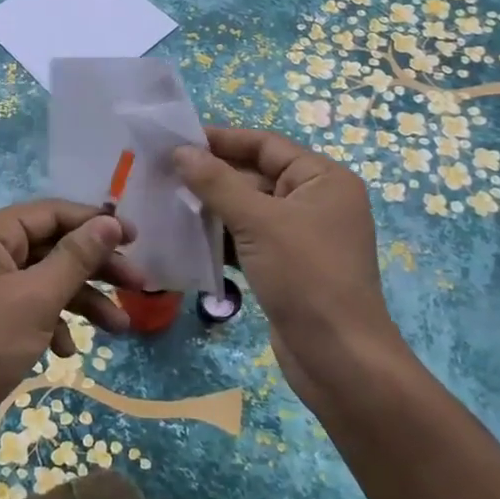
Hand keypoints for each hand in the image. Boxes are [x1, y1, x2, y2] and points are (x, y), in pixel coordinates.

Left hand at [0, 200, 145, 418]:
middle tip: (138, 287)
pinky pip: (25, 304)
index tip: (137, 240)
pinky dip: (50, 321)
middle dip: (94, 269)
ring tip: (121, 328)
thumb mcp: (37, 298)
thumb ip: (76, 257)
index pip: (51, 213)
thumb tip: (110, 222)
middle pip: (50, 247)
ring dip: (81, 301)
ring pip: (42, 279)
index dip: (95, 223)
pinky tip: (66, 350)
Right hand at [174, 128, 401, 394]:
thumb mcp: (259, 222)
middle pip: (256, 176)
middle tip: (161, 174)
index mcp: (323, 179)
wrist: (338, 358)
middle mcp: (315, 201)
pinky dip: (221, 238)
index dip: (222, 140)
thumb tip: (181, 151)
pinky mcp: (287, 266)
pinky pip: (249, 240)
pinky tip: (185, 238)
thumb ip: (217, 183)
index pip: (266, 145)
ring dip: (211, 208)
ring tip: (165, 202)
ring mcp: (301, 237)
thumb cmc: (306, 277)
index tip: (176, 140)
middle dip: (211, 176)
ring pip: (248, 210)